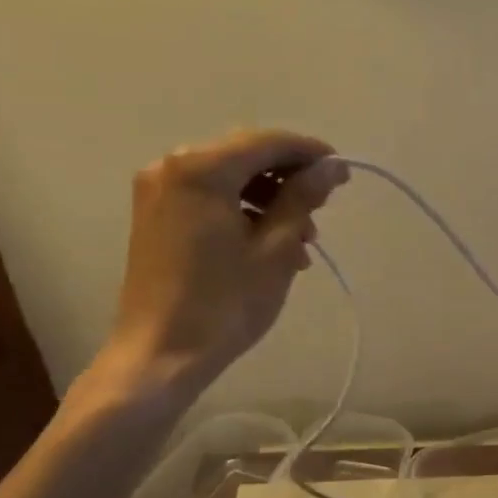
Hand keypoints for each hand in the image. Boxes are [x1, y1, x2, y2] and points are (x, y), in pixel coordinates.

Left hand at [90, 129, 347, 398]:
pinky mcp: (155, 215)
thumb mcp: (275, 249)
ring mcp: (158, 191)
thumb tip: (332, 168)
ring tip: (299, 242)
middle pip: (245, 156)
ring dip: (269, 200)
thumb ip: (303, 198)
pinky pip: (209, 198)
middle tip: (321, 211)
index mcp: (201, 169)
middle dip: (288, 179)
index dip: (310, 152)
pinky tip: (268, 245)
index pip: (267, 142)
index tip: (342, 173)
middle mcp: (172, 166)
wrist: (160, 355)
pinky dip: (242, 212)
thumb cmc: (224, 303)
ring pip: (229, 178)